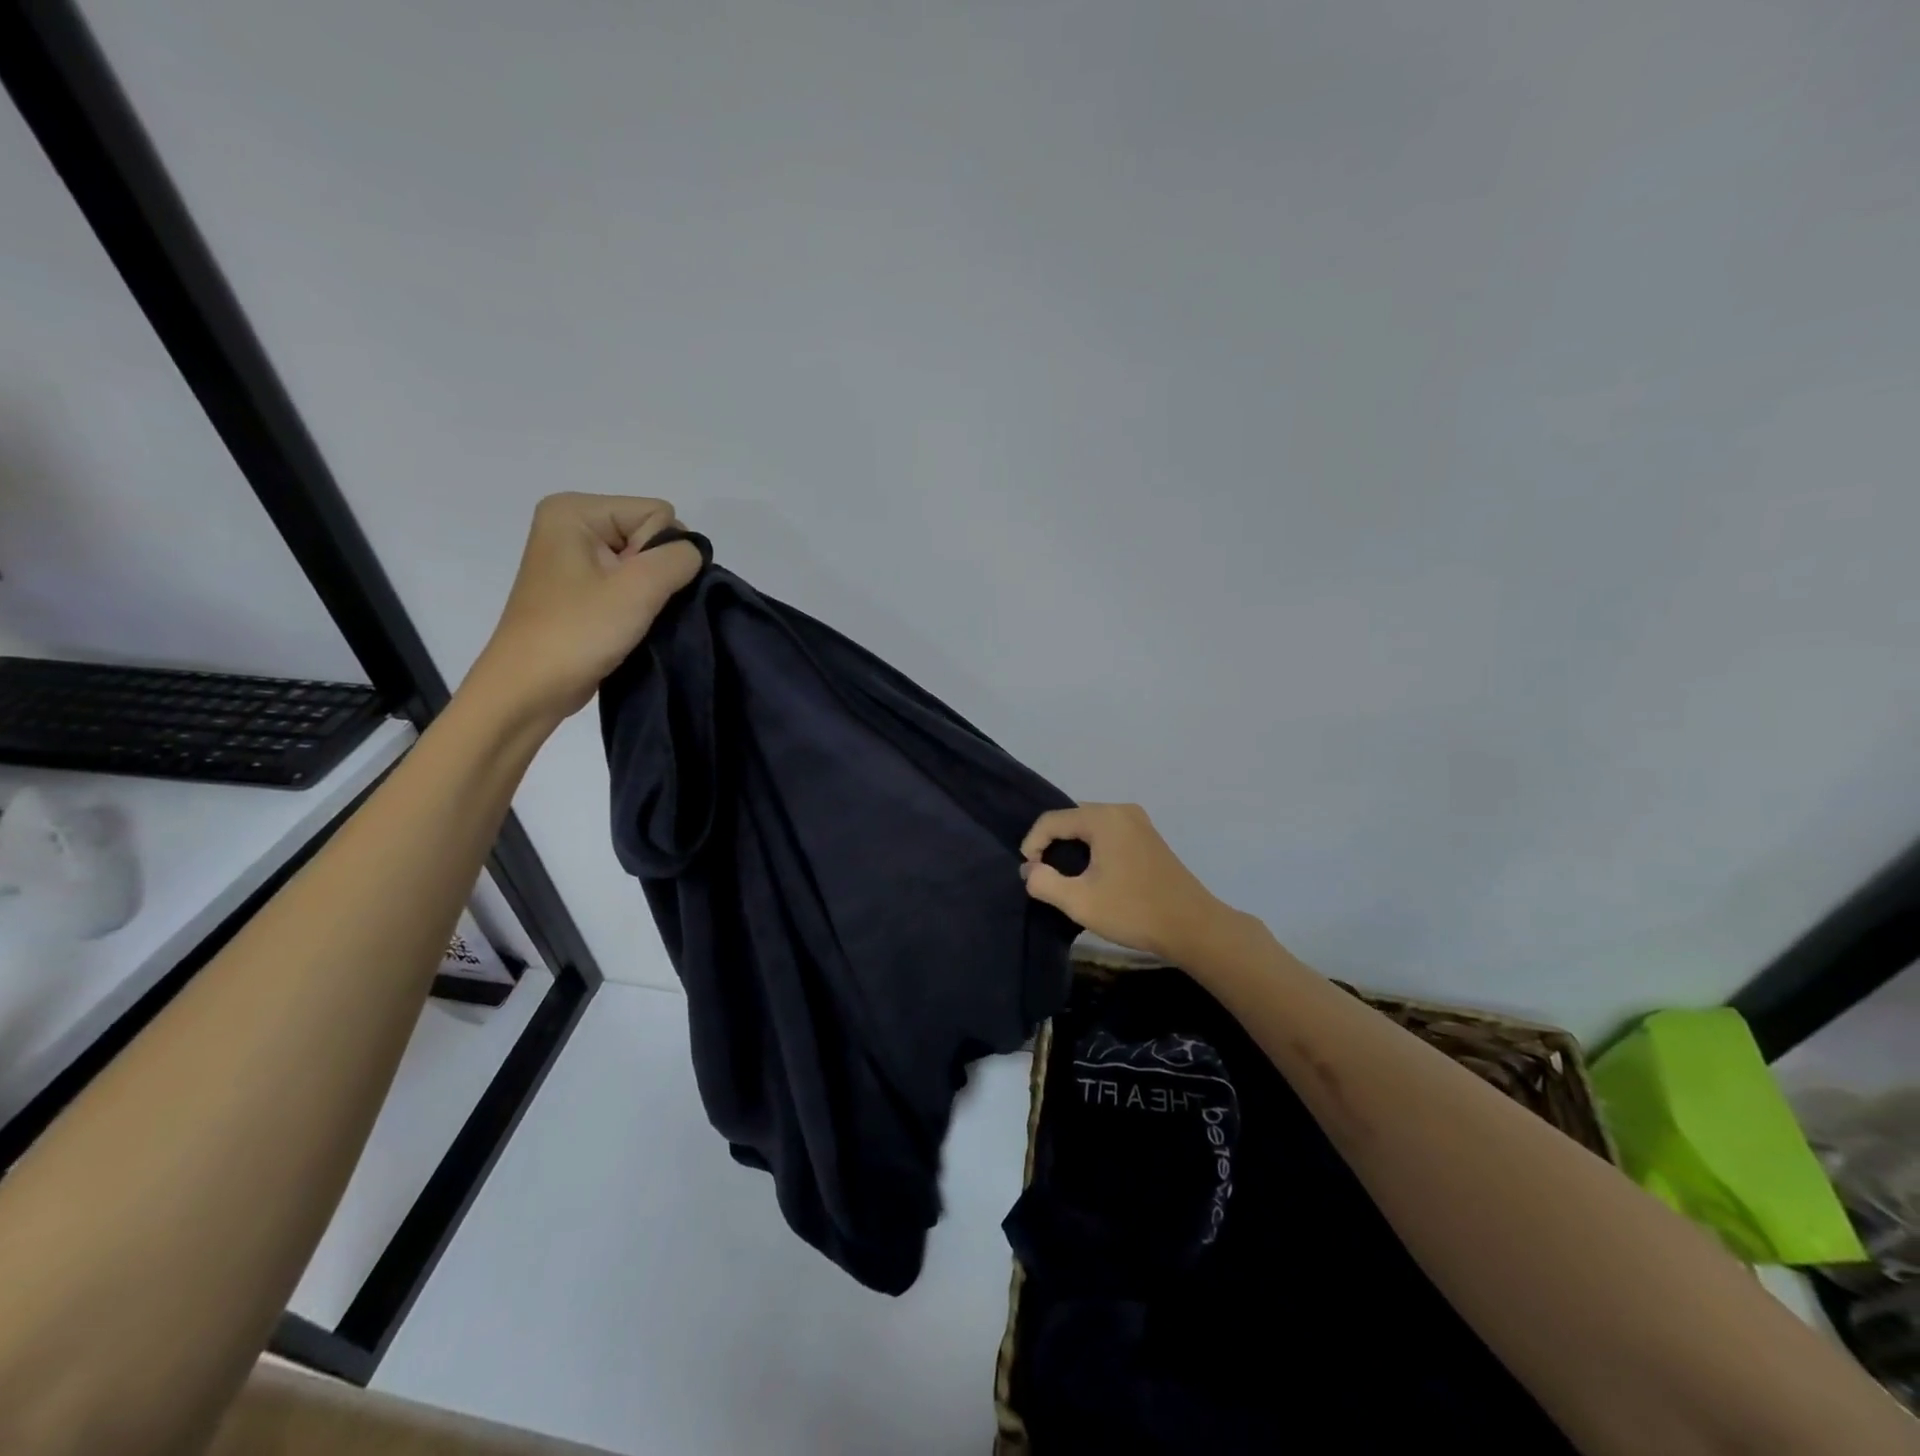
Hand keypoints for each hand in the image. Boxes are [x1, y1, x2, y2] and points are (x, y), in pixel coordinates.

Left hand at [468, 493, 702, 723]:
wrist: (529, 690)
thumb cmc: (577, 634)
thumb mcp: (637, 589)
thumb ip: (679, 558)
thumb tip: (694, 555)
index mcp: (575, 511)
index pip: (658, 513)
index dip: (662, 553)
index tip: (635, 589)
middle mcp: (572, 525)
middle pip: (652, 535)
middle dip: (658, 572)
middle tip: (634, 607)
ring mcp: (576, 558)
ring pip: (646, 562)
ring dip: (651, 593)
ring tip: (632, 619)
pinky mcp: (582, 588)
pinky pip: (631, 582)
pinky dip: (640, 604)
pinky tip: (628, 625)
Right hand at [1019, 803, 1231, 961]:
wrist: (1193, 927)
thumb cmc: (1134, 911)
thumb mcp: (1080, 902)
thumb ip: (1044, 883)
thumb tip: (1030, 870)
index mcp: (1103, 818)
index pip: (1052, 820)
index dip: (1032, 844)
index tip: (1029, 874)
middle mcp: (1121, 810)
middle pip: (1072, 818)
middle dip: (1052, 844)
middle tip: (1044, 875)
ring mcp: (1138, 822)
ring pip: (1090, 826)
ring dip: (1072, 848)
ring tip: (1064, 877)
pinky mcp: (1148, 837)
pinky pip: (1108, 833)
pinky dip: (1093, 849)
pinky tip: (1092, 874)